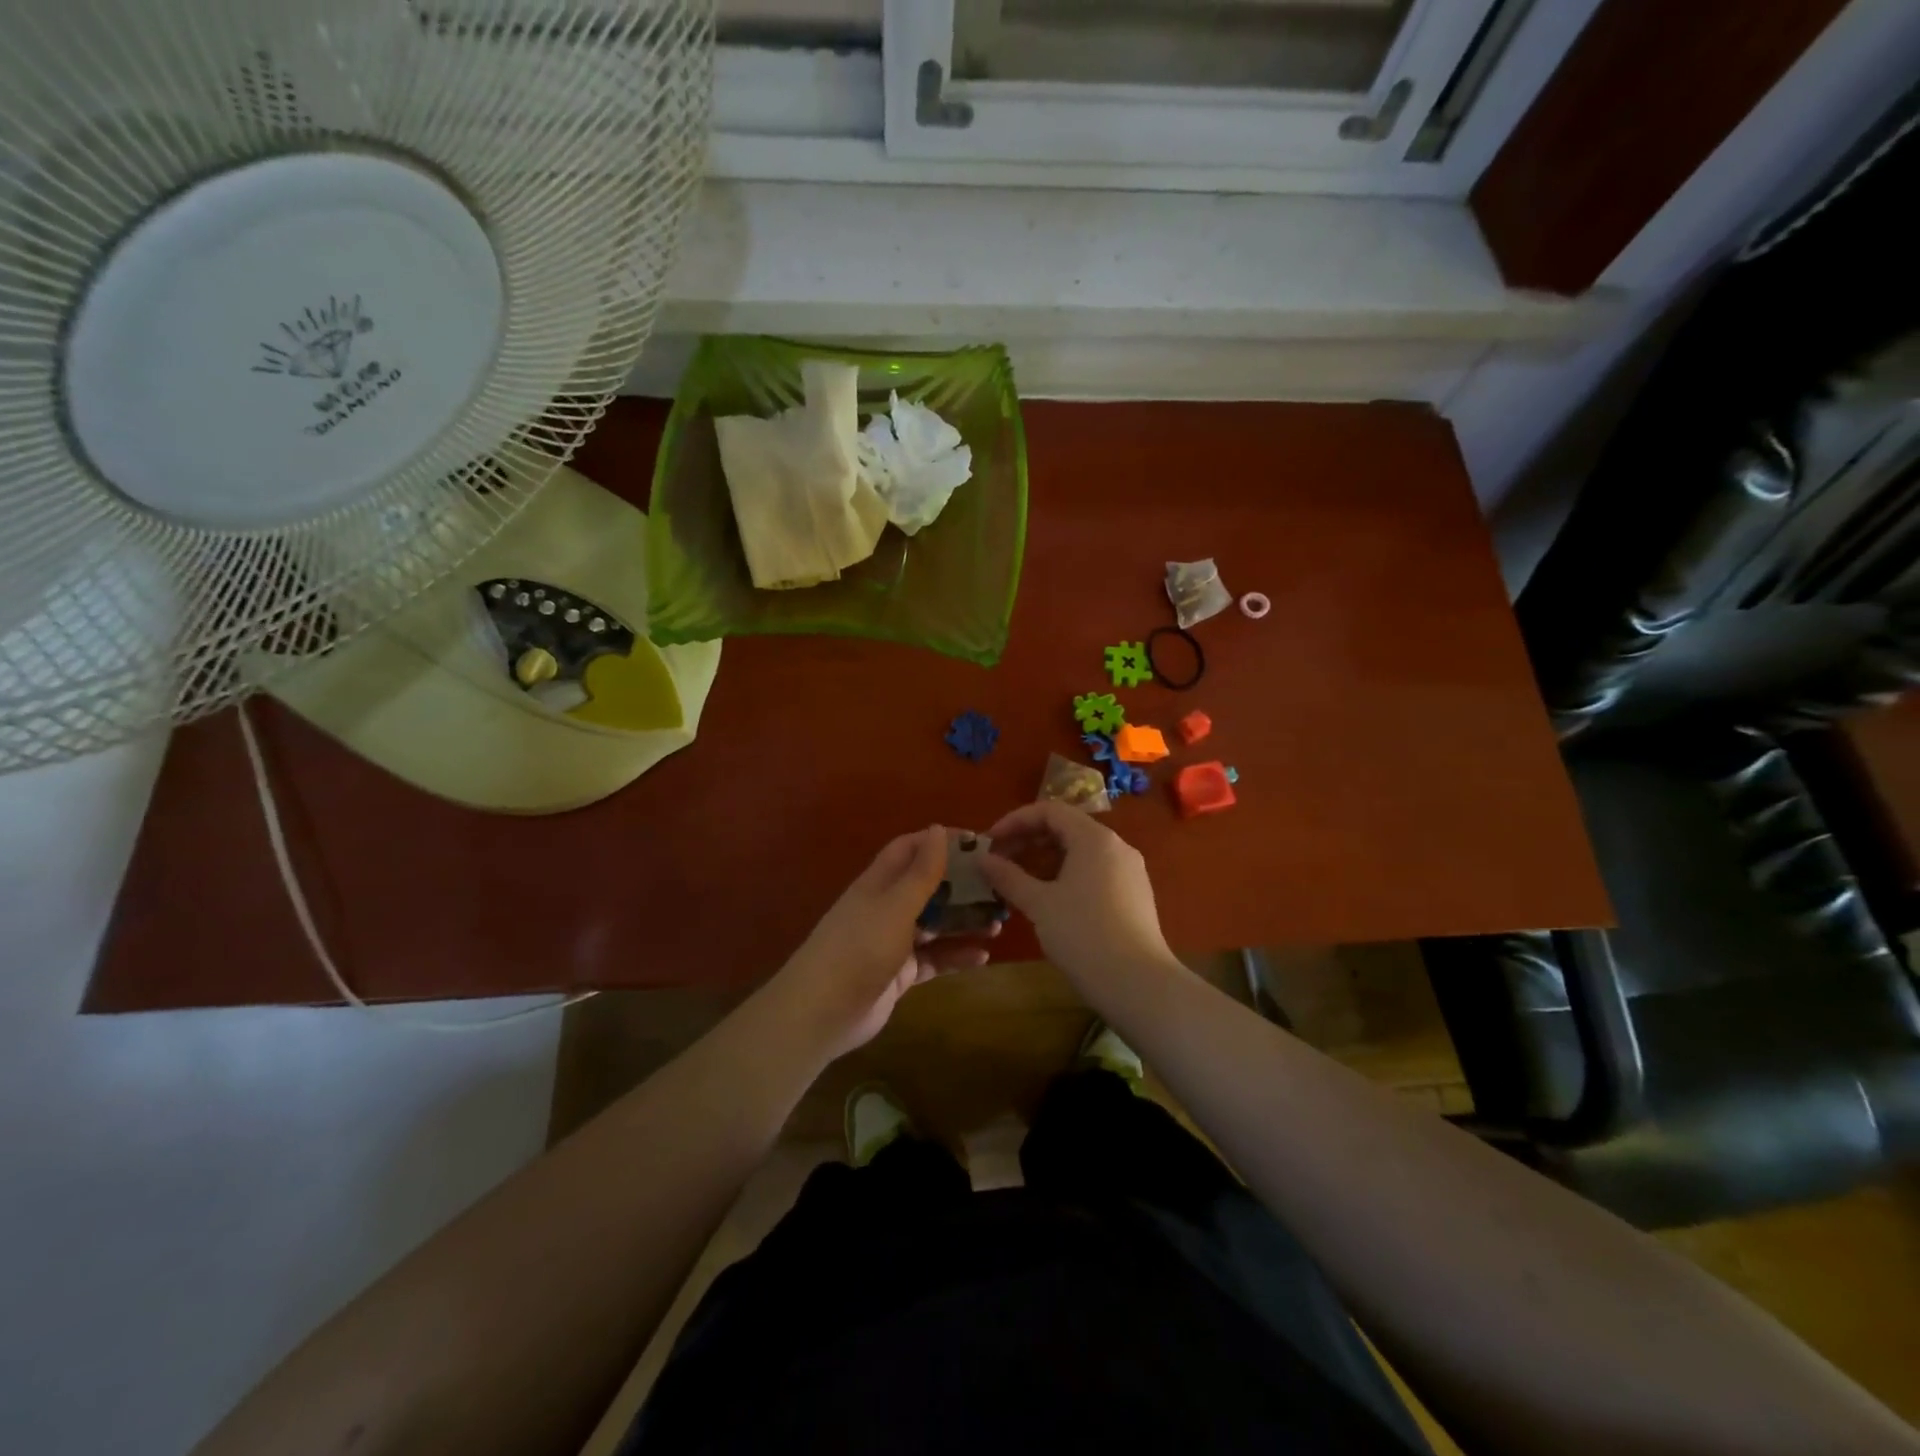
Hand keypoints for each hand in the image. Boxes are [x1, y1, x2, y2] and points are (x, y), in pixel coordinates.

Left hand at [772, 825, 995, 1059]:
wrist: (822, 1013)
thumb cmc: (859, 949)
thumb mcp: (895, 906)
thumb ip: (921, 872)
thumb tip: (938, 828)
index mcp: (879, 883)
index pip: (911, 849)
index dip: (941, 842)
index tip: (980, 843)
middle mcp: (886, 907)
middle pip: (928, 886)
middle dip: (961, 885)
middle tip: (999, 886)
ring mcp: (893, 942)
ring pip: (935, 924)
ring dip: (964, 921)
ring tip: (1000, 922)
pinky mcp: (900, 973)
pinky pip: (934, 958)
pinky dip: (956, 956)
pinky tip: (983, 957)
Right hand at [978, 801, 1174, 988]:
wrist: (1139, 984)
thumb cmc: (1084, 935)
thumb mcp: (1039, 904)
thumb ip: (1008, 877)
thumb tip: (982, 859)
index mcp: (1094, 838)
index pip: (1050, 811)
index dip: (1015, 821)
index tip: (990, 842)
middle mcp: (1116, 847)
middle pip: (1066, 829)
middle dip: (1028, 841)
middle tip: (999, 862)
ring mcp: (1129, 872)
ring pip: (1080, 853)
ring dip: (1045, 861)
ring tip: (1018, 883)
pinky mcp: (1134, 896)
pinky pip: (1094, 872)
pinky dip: (1066, 876)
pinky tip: (1049, 901)